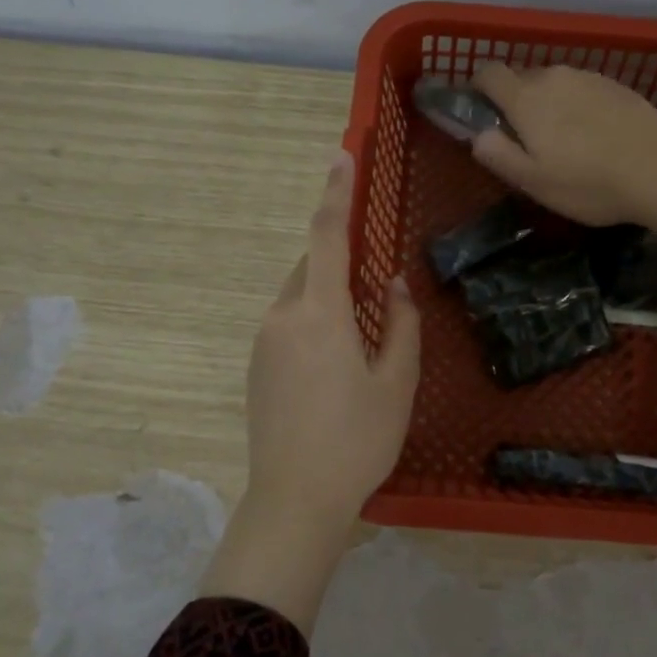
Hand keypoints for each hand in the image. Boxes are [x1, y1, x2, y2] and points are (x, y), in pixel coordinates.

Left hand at [201, 152, 420, 632]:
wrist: (295, 500)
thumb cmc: (357, 440)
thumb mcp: (396, 383)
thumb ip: (400, 325)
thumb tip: (394, 286)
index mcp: (320, 313)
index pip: (327, 236)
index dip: (336, 192)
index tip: (341, 155)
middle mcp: (283, 316)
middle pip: (312, 267)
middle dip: (340, 262)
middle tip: (374, 290)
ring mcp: (263, 342)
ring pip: (300, 297)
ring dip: (329, 297)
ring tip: (360, 341)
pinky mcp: (256, 366)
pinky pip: (288, 322)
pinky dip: (314, 321)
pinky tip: (335, 365)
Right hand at [470, 62, 656, 225]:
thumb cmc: (588, 184)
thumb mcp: (533, 181)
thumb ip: (497, 154)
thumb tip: (478, 135)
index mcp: (526, 98)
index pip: (489, 72)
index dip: (478, 88)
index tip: (482, 112)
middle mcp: (555, 76)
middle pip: (521, 77)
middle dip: (515, 101)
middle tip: (525, 139)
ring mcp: (589, 77)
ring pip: (554, 83)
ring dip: (548, 103)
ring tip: (563, 140)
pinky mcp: (617, 85)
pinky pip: (582, 89)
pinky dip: (577, 105)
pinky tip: (593, 135)